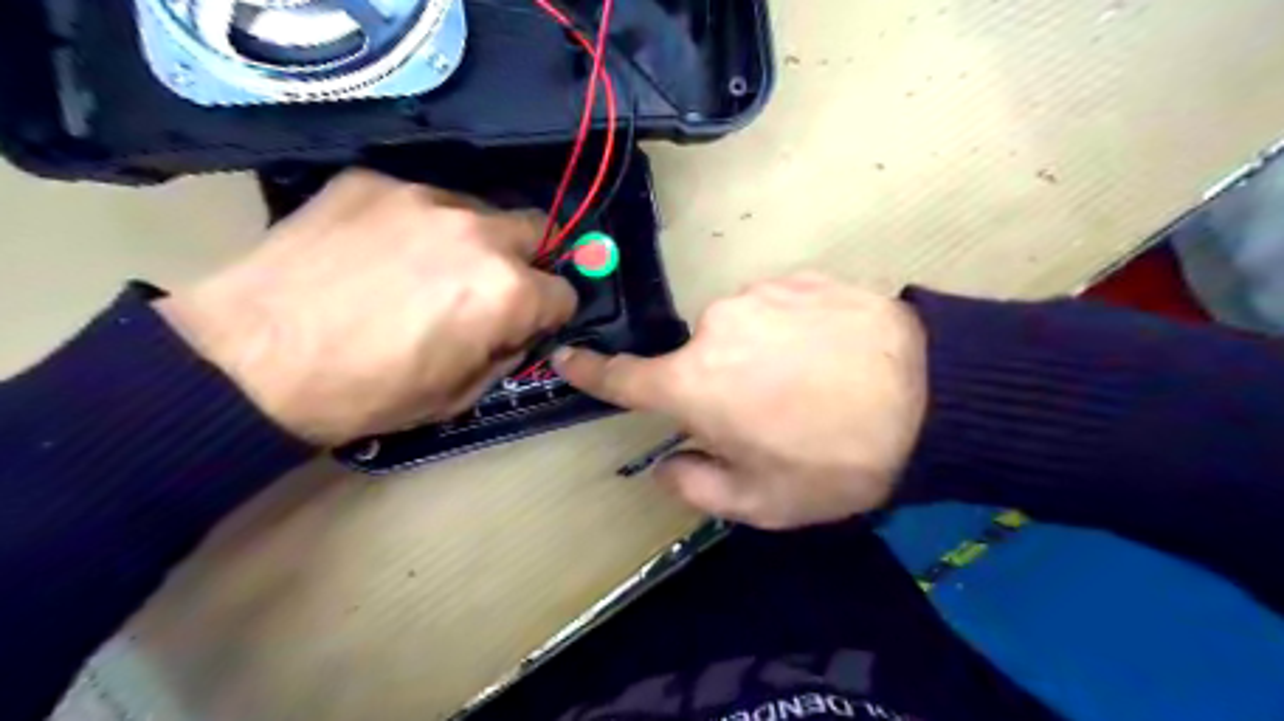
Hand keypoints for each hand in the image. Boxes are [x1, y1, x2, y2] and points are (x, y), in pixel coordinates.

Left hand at [156, 171, 576, 446]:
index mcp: (507, 291)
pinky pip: (419, 199)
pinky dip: (416, 224)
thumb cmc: (366, 393)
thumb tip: (518, 331)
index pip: (564, 292)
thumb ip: (505, 354)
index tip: (526, 325)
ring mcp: (422, 197)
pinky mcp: (371, 180)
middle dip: (525, 261)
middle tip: (488, 288)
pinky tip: (377, 251)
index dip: (548, 315)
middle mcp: (478, 231)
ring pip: (478, 210)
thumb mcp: (457, 396)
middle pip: (536, 230)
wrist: (248, 361)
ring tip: (425, 267)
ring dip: (472, 239)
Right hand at [551, 273, 923, 528]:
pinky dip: (789, 330)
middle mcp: (714, 327)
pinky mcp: (800, 276)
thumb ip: (697, 486)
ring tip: (811, 381)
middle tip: (771, 412)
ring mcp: (759, 293)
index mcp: (694, 382)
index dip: (592, 371)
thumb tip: (666, 465)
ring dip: (757, 355)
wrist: (931, 397)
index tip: (567, 356)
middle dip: (718, 385)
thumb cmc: (835, 459)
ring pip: (739, 330)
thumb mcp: (762, 501)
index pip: (624, 377)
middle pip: (697, 359)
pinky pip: (776, 308)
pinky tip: (831, 352)